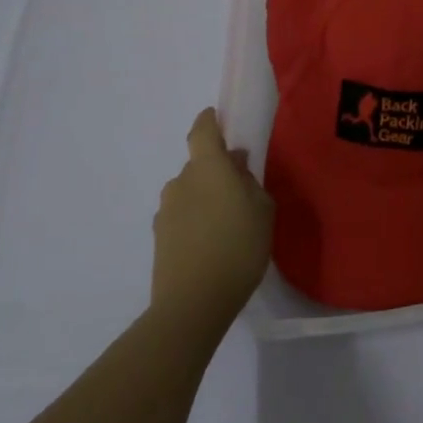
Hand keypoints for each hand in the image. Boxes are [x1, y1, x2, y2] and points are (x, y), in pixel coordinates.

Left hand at [151, 108, 274, 328]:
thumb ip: (250, 182)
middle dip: (217, 168)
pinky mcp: (159, 238)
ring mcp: (166, 211)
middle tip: (241, 186)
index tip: (218, 117)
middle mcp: (181, 182)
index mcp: (208, 168)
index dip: (210, 121)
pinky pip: (182, 215)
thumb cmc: (238, 247)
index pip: (202, 131)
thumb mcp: (263, 209)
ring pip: (189, 191)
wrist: (192, 304)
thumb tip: (236, 167)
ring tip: (228, 220)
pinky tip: (212, 241)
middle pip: (198, 164)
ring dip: (206, 196)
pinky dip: (196, 218)